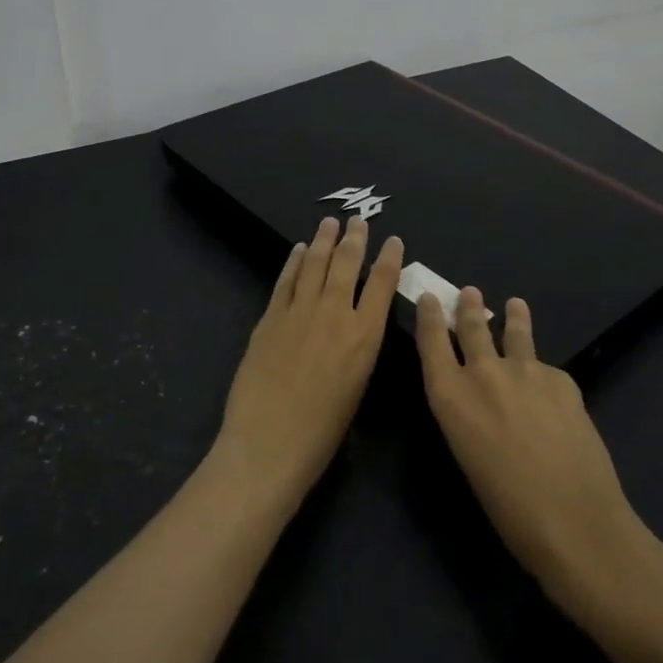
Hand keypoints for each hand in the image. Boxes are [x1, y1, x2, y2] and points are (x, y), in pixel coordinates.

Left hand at [215, 217, 403, 507]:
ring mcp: (299, 312)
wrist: (268, 442)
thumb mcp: (357, 387)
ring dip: (324, 240)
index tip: (393, 240)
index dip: (390, 258)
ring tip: (330, 222)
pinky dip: (295, 261)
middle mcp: (335, 314)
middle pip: (347, 264)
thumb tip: (356, 325)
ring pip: (315, 264)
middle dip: (355, 238)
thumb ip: (359, 348)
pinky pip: (286, 280)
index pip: (383, 284)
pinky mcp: (270, 317)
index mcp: (365, 336)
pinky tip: (300, 250)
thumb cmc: (322, 432)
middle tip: (359, 220)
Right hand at [414, 288, 647, 606]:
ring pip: (514, 334)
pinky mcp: (562, 379)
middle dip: (469, 308)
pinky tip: (552, 393)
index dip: (429, 316)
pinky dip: (544, 375)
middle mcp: (483, 373)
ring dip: (512, 317)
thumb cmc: (508, 507)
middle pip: (472, 328)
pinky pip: (547, 370)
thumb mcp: (468, 455)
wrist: (574, 520)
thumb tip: (477, 398)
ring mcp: (526, 370)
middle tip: (470, 292)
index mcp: (450, 397)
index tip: (431, 298)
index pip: (431, 341)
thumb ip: (467, 415)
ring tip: (515, 305)